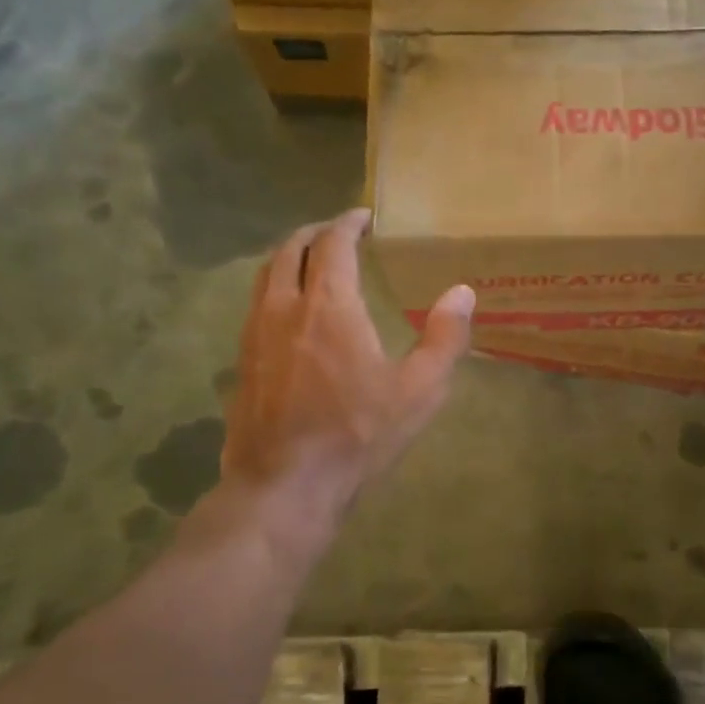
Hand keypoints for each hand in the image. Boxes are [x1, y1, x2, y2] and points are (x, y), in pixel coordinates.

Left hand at [220, 209, 472, 544]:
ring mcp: (255, 333)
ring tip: (312, 260)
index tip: (364, 217)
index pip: (332, 243)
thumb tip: (463, 292)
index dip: (348, 223)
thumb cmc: (357, 435)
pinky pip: (255, 304)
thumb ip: (445, 338)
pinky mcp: (241, 361)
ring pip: (266, 274)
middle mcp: (284, 307)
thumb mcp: (418, 391)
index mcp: (328, 306)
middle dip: (315, 232)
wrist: (284, 487)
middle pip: (290, 248)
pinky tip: (291, 311)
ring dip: (289, 256)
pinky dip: (275, 287)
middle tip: (338, 232)